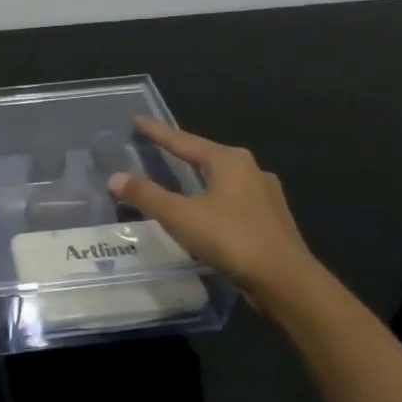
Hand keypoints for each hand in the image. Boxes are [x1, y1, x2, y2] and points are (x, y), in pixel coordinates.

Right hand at [108, 118, 320, 304]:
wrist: (285, 281)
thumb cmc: (231, 239)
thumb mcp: (180, 216)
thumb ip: (147, 195)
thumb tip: (115, 177)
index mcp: (230, 161)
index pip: (185, 141)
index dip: (159, 132)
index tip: (138, 121)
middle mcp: (251, 170)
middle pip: (207, 156)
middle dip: (182, 152)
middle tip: (158, 148)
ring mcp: (265, 196)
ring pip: (222, 179)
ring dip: (200, 178)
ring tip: (180, 179)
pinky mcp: (270, 220)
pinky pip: (232, 200)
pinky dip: (213, 199)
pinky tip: (206, 211)